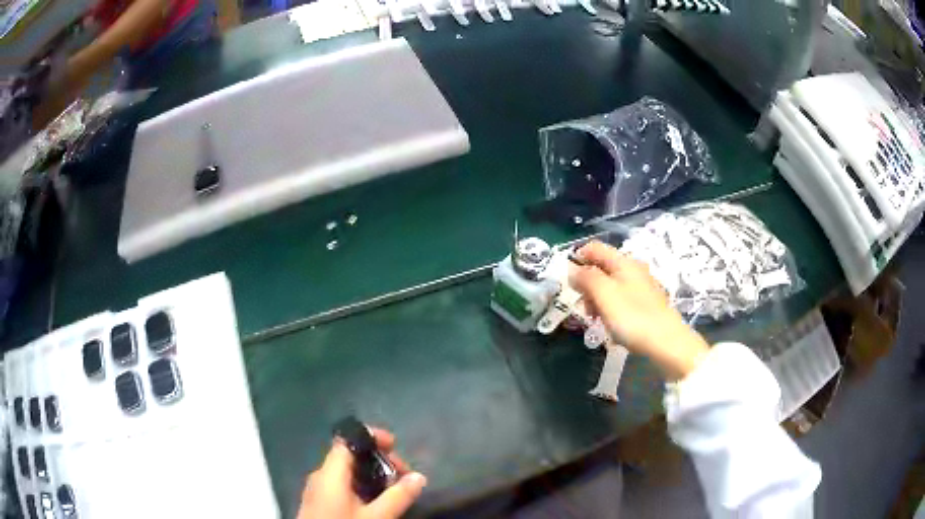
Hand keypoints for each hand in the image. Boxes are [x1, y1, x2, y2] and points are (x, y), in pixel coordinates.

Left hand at [297, 428, 426, 518]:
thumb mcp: (375, 517)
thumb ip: (397, 496)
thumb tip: (419, 476)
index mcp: (330, 472)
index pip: (347, 439)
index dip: (371, 437)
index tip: (395, 445)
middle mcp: (320, 476)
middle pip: (349, 455)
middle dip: (379, 460)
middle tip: (404, 476)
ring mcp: (318, 490)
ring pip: (347, 472)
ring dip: (372, 475)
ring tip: (395, 491)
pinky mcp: (319, 503)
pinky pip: (342, 485)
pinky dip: (362, 486)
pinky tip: (376, 502)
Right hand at [570, 241, 708, 380]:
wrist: (666, 342)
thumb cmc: (632, 317)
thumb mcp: (604, 295)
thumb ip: (586, 278)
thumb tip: (572, 270)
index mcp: (623, 262)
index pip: (595, 248)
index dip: (578, 258)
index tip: (568, 281)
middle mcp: (634, 269)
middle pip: (602, 268)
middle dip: (587, 285)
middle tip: (583, 307)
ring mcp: (642, 286)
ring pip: (611, 285)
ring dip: (598, 300)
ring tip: (596, 320)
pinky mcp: (647, 303)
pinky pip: (622, 299)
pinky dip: (611, 309)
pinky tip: (612, 326)